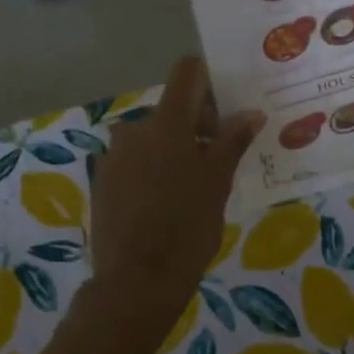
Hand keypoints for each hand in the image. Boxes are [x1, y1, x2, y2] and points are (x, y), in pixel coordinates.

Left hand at [90, 57, 261, 311]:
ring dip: (173, 149)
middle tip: (218, 159)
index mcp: (166, 122)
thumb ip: (232, 141)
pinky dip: (152, 169)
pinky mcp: (102, 179)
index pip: (186, 72)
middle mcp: (134, 128)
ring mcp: (113, 154)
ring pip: (152, 137)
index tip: (225, 110)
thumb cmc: (187, 226)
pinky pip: (134, 160)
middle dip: (196, 125)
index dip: (208, 81)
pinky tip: (164, 202)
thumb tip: (251, 112)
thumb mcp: (218, 182)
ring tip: (192, 186)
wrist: (136, 281)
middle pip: (171, 108)